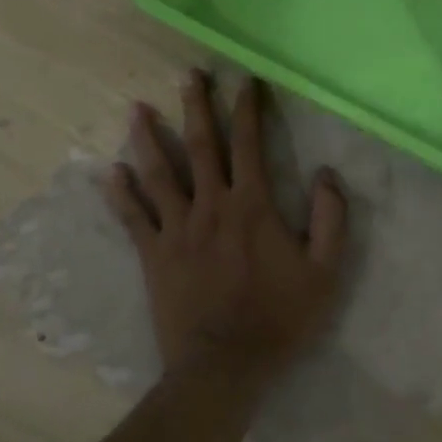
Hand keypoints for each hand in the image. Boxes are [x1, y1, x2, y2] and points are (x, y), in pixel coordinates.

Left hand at [105, 70, 348, 381]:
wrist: (225, 365)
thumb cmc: (279, 318)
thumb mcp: (325, 272)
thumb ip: (330, 219)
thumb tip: (326, 175)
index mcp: (253, 206)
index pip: (249, 145)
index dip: (247, 109)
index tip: (243, 80)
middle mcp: (211, 207)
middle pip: (201, 147)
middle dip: (197, 107)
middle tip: (189, 75)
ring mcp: (176, 230)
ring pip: (159, 174)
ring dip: (148, 139)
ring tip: (137, 109)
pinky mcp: (153, 255)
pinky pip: (132, 218)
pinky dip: (120, 193)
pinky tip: (110, 171)